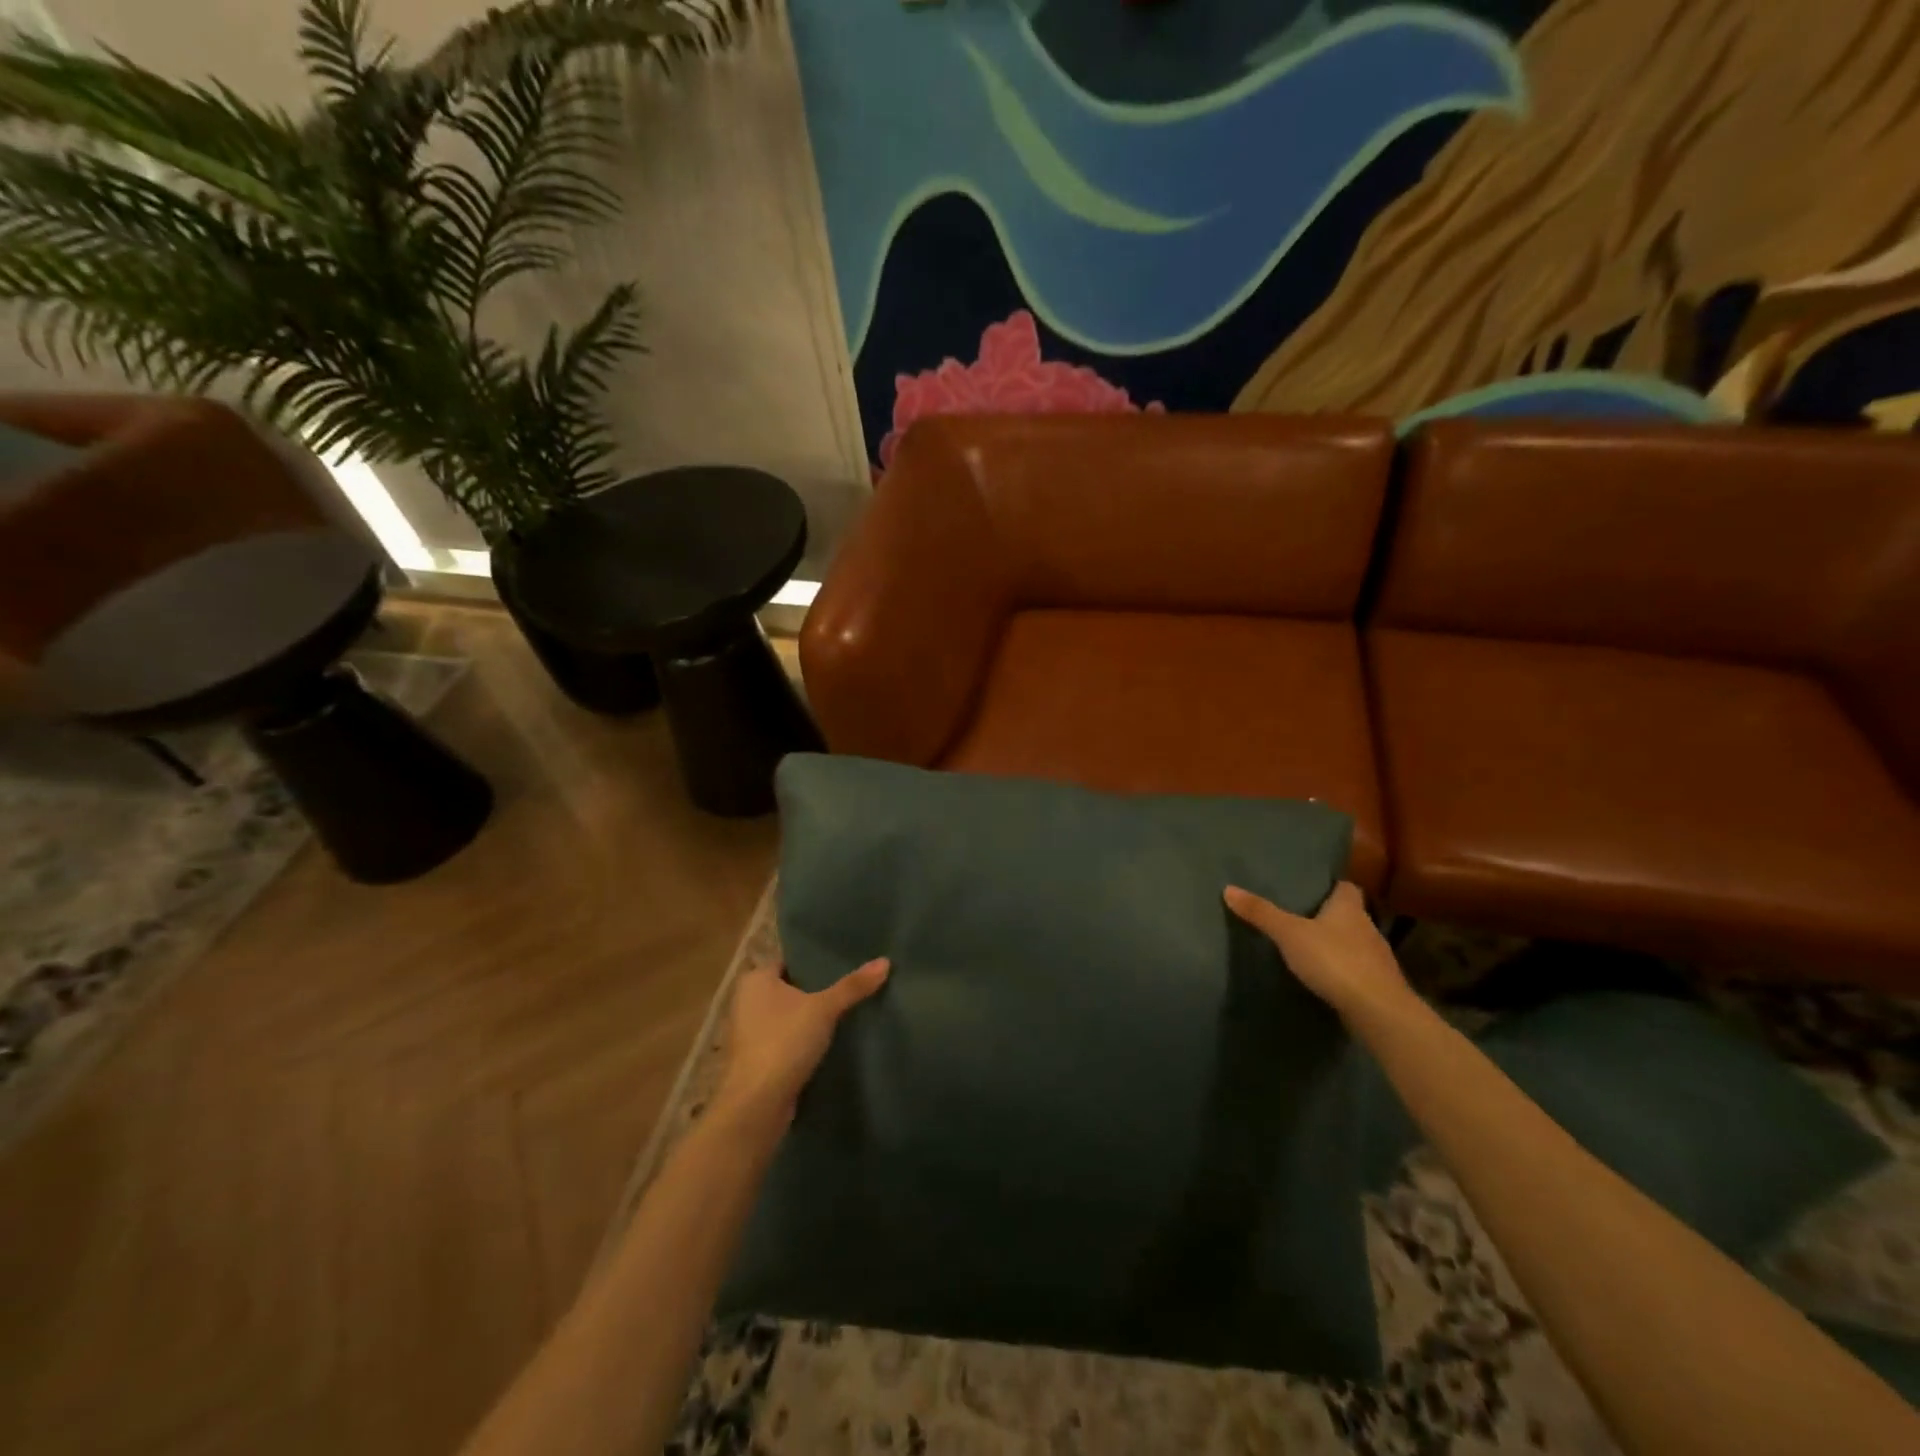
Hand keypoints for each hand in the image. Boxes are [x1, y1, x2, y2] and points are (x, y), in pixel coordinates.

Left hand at [712, 957, 889, 1129]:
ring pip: (787, 1015)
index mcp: (755, 979)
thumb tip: (885, 961)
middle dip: (815, 988)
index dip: (814, 959)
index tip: (843, 959)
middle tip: (851, 981)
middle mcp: (746, 1001)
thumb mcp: (824, 1008)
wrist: (757, 1104)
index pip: (789, 959)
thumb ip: (853, 986)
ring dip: (809, 1016)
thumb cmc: (784, 1042)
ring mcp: (749, 1032)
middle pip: (789, 987)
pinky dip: (803, 1038)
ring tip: (846, 1008)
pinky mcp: (757, 1059)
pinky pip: (785, 1038)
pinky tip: (830, 1039)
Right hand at [1223, 881, 1413, 1023]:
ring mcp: (1376, 958)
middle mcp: (1367, 927)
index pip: (1346, 886)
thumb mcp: (1289, 933)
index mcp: (1349, 908)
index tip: (1312, 887)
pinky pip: (1356, 968)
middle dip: (1328, 915)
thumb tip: (1228, 888)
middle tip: (1299, 915)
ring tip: (1307, 946)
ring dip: (1335, 944)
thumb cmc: (1335, 960)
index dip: (1331, 885)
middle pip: (1349, 914)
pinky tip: (1324, 975)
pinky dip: (1341, 969)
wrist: (1377, 1010)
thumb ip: (1261, 913)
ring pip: (1353, 942)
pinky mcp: (1377, 984)